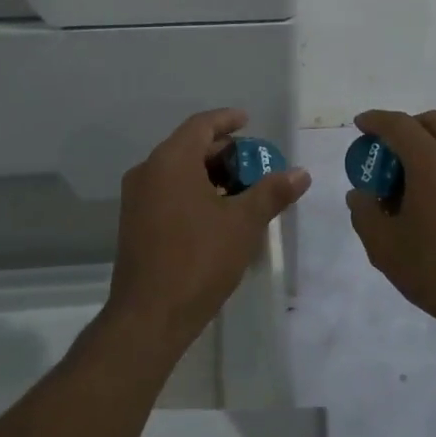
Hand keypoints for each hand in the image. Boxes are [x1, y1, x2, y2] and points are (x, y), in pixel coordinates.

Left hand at [107, 108, 311, 353]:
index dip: (227, 120)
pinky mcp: (134, 223)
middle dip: (223, 151)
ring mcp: (136, 198)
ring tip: (242, 188)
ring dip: (209, 173)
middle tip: (254, 162)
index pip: (201, 125)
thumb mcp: (243, 223)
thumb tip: (301, 173)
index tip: (248, 121)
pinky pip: (167, 191)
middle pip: (189, 146)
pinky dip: (193, 191)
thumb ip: (272, 192)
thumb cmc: (199, 260)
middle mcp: (148, 171)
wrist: (149, 316)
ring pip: (177, 171)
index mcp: (170, 161)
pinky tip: (217, 212)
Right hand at [345, 109, 435, 339]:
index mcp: (431, 162)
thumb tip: (359, 194)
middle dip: (405, 126)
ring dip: (427, 143)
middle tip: (386, 150)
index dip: (376, 120)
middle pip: (431, 122)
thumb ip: (364, 213)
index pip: (398, 125)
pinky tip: (434, 197)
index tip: (360, 125)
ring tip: (409, 177)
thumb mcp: (384, 247)